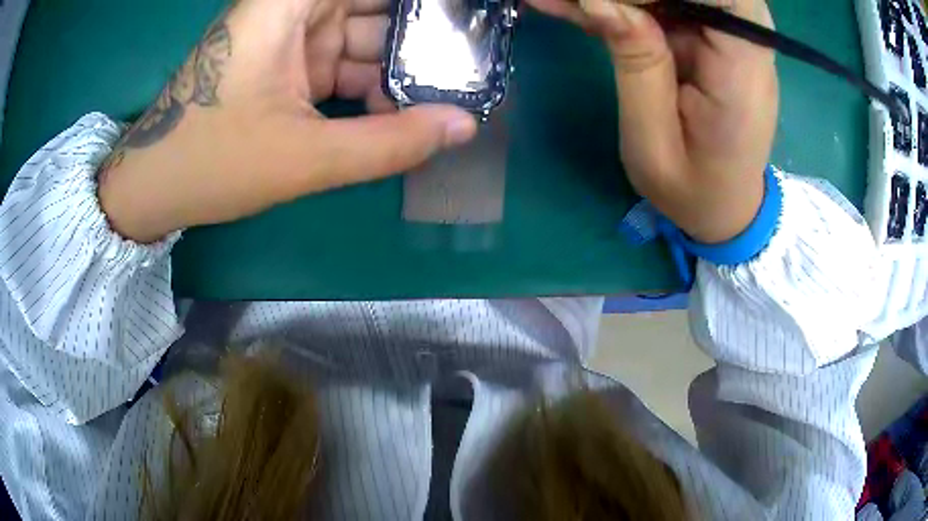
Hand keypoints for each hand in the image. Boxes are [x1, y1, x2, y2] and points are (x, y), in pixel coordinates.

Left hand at [98, 0, 477, 242]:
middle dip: (423, 35)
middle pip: (376, 7)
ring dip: (400, 66)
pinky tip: (398, 112)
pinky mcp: (288, 62)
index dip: (426, 6)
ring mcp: (291, 35)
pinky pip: (344, 61)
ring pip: (365, 35)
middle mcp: (294, 8)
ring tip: (445, 97)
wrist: (156, 186)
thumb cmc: (213, 163)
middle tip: (471, 65)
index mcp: (289, 5)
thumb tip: (465, 126)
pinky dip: (371, 84)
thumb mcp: (305, 157)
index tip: (469, 19)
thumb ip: (391, 142)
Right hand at [528, 0, 777, 242]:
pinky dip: (624, 2)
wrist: (726, 205)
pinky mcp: (712, 35)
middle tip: (578, 5)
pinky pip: (668, 1)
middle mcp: (747, 41)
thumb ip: (635, 63)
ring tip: (560, 3)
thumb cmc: (693, 190)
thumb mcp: (653, 141)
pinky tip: (578, 7)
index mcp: (744, 71)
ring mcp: (731, 35)